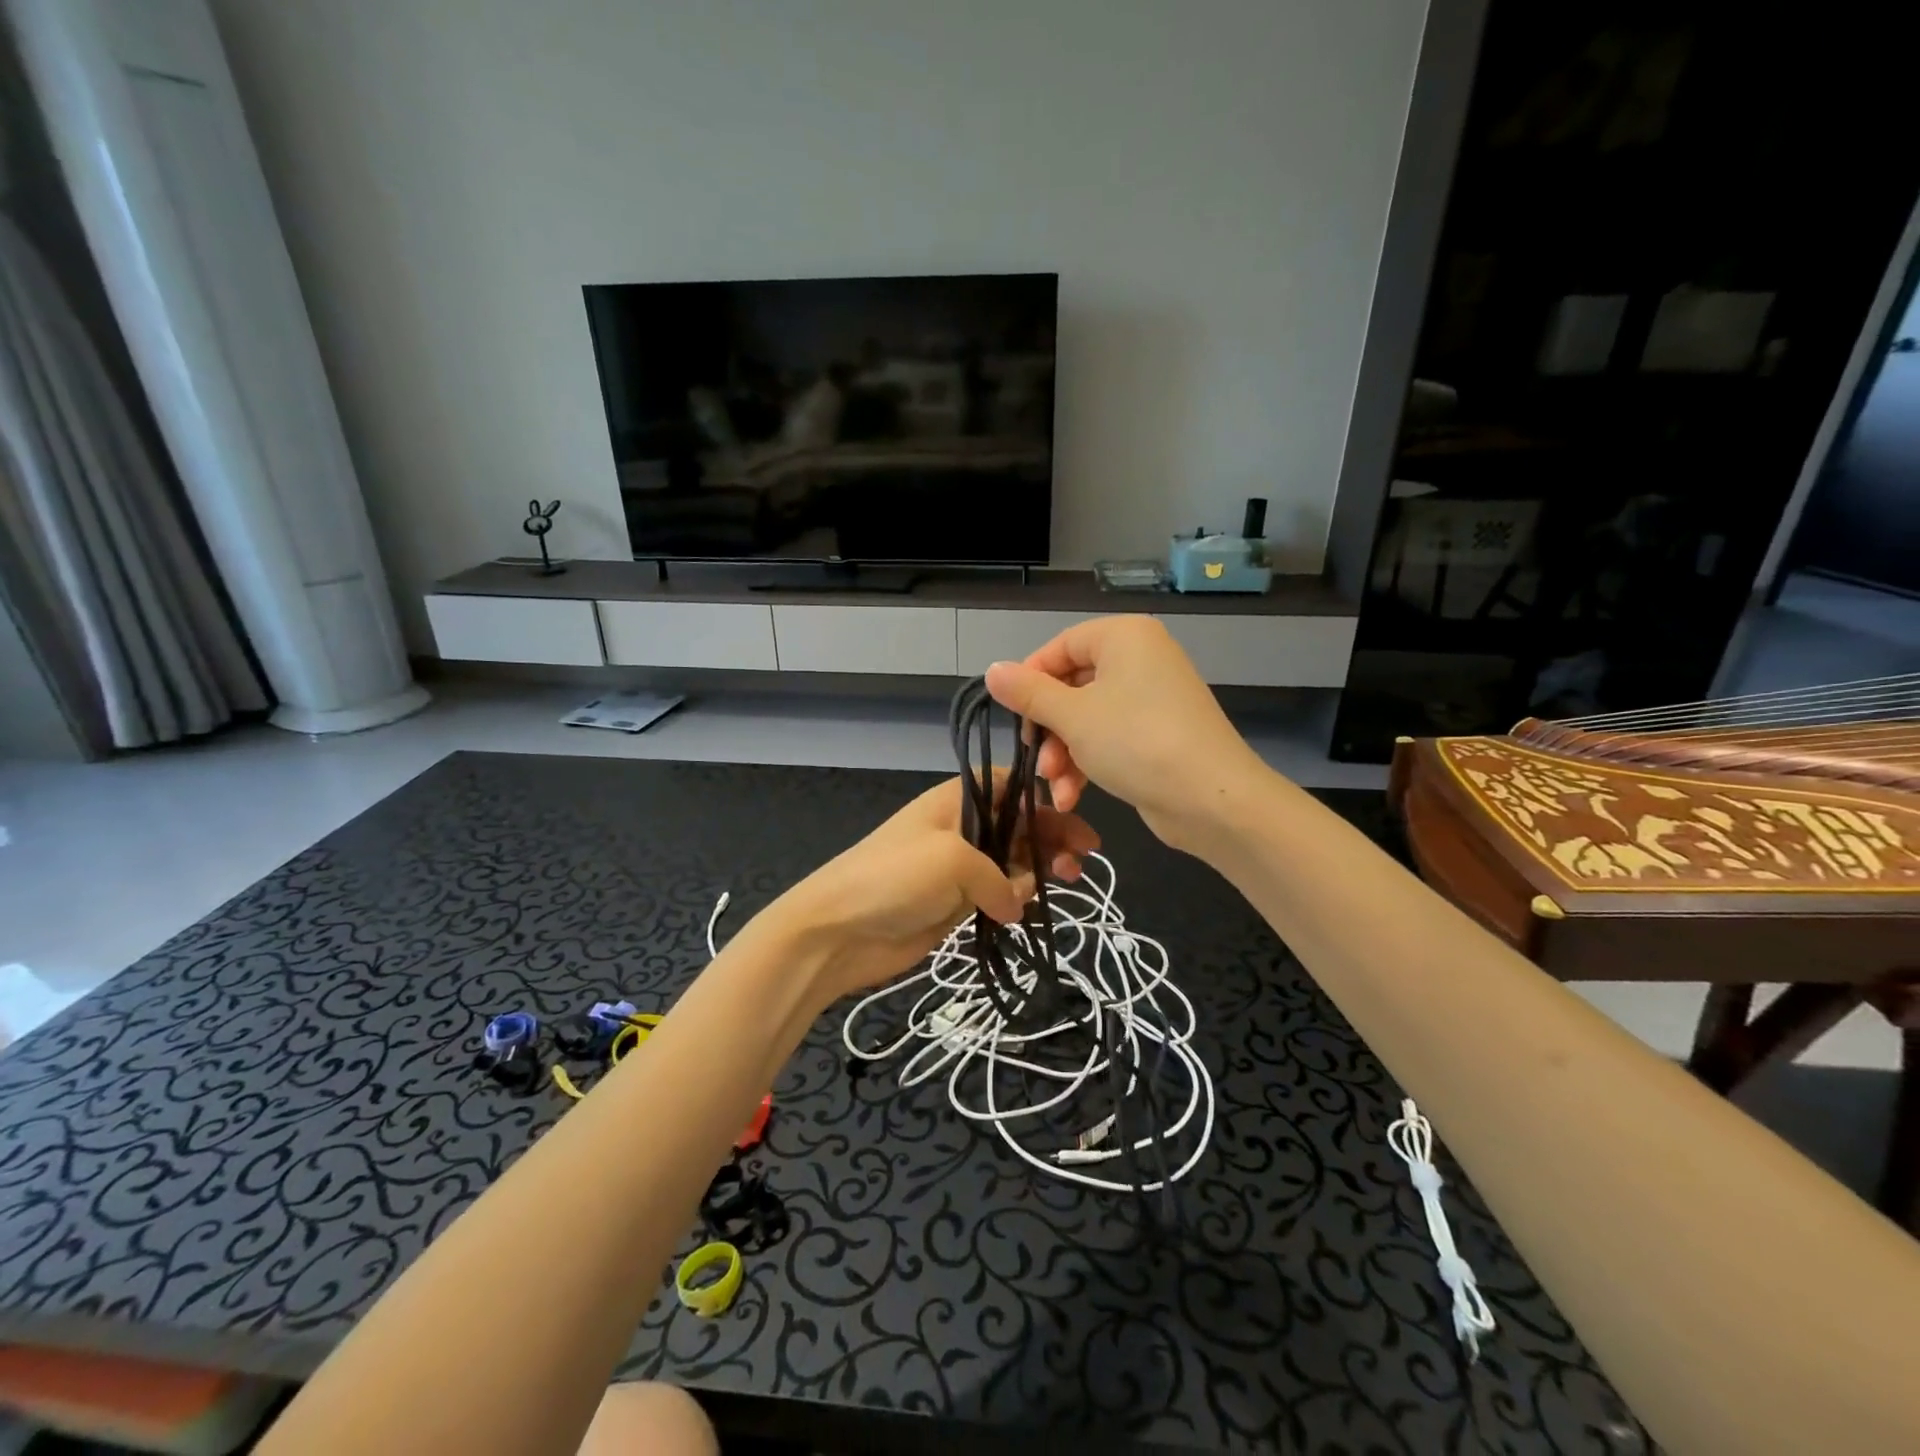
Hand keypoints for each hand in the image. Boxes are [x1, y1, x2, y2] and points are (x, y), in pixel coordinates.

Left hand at [765, 775, 1098, 1003]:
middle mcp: (961, 827)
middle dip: (1052, 835)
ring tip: (1068, 880)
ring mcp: (958, 867)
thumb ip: (1000, 878)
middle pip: (1017, 824)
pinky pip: (998, 894)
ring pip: (1012, 861)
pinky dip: (1019, 899)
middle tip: (1086, 857)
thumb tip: (1015, 904)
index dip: (1044, 797)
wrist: (836, 931)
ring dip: (1041, 868)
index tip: (1077, 814)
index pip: (1009, 785)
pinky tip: (1034, 908)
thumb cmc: (893, 878)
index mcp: (956, 800)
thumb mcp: (953, 860)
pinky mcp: (955, 903)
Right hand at [985, 616, 1269, 852]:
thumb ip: (1028, 693)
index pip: (1060, 647)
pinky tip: (1072, 797)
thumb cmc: (1136, 743)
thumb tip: (992, 671)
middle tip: (1036, 759)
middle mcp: (1141, 658)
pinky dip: (1089, 763)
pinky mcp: (1159, 733)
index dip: (1030, 680)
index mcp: (1123, 637)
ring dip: (1064, 754)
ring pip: (1088, 718)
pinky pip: (1111, 738)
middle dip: (1049, 730)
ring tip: (1057, 788)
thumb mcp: (1072, 717)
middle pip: (1072, 686)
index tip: (1012, 715)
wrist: (1212, 799)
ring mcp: (1153, 697)